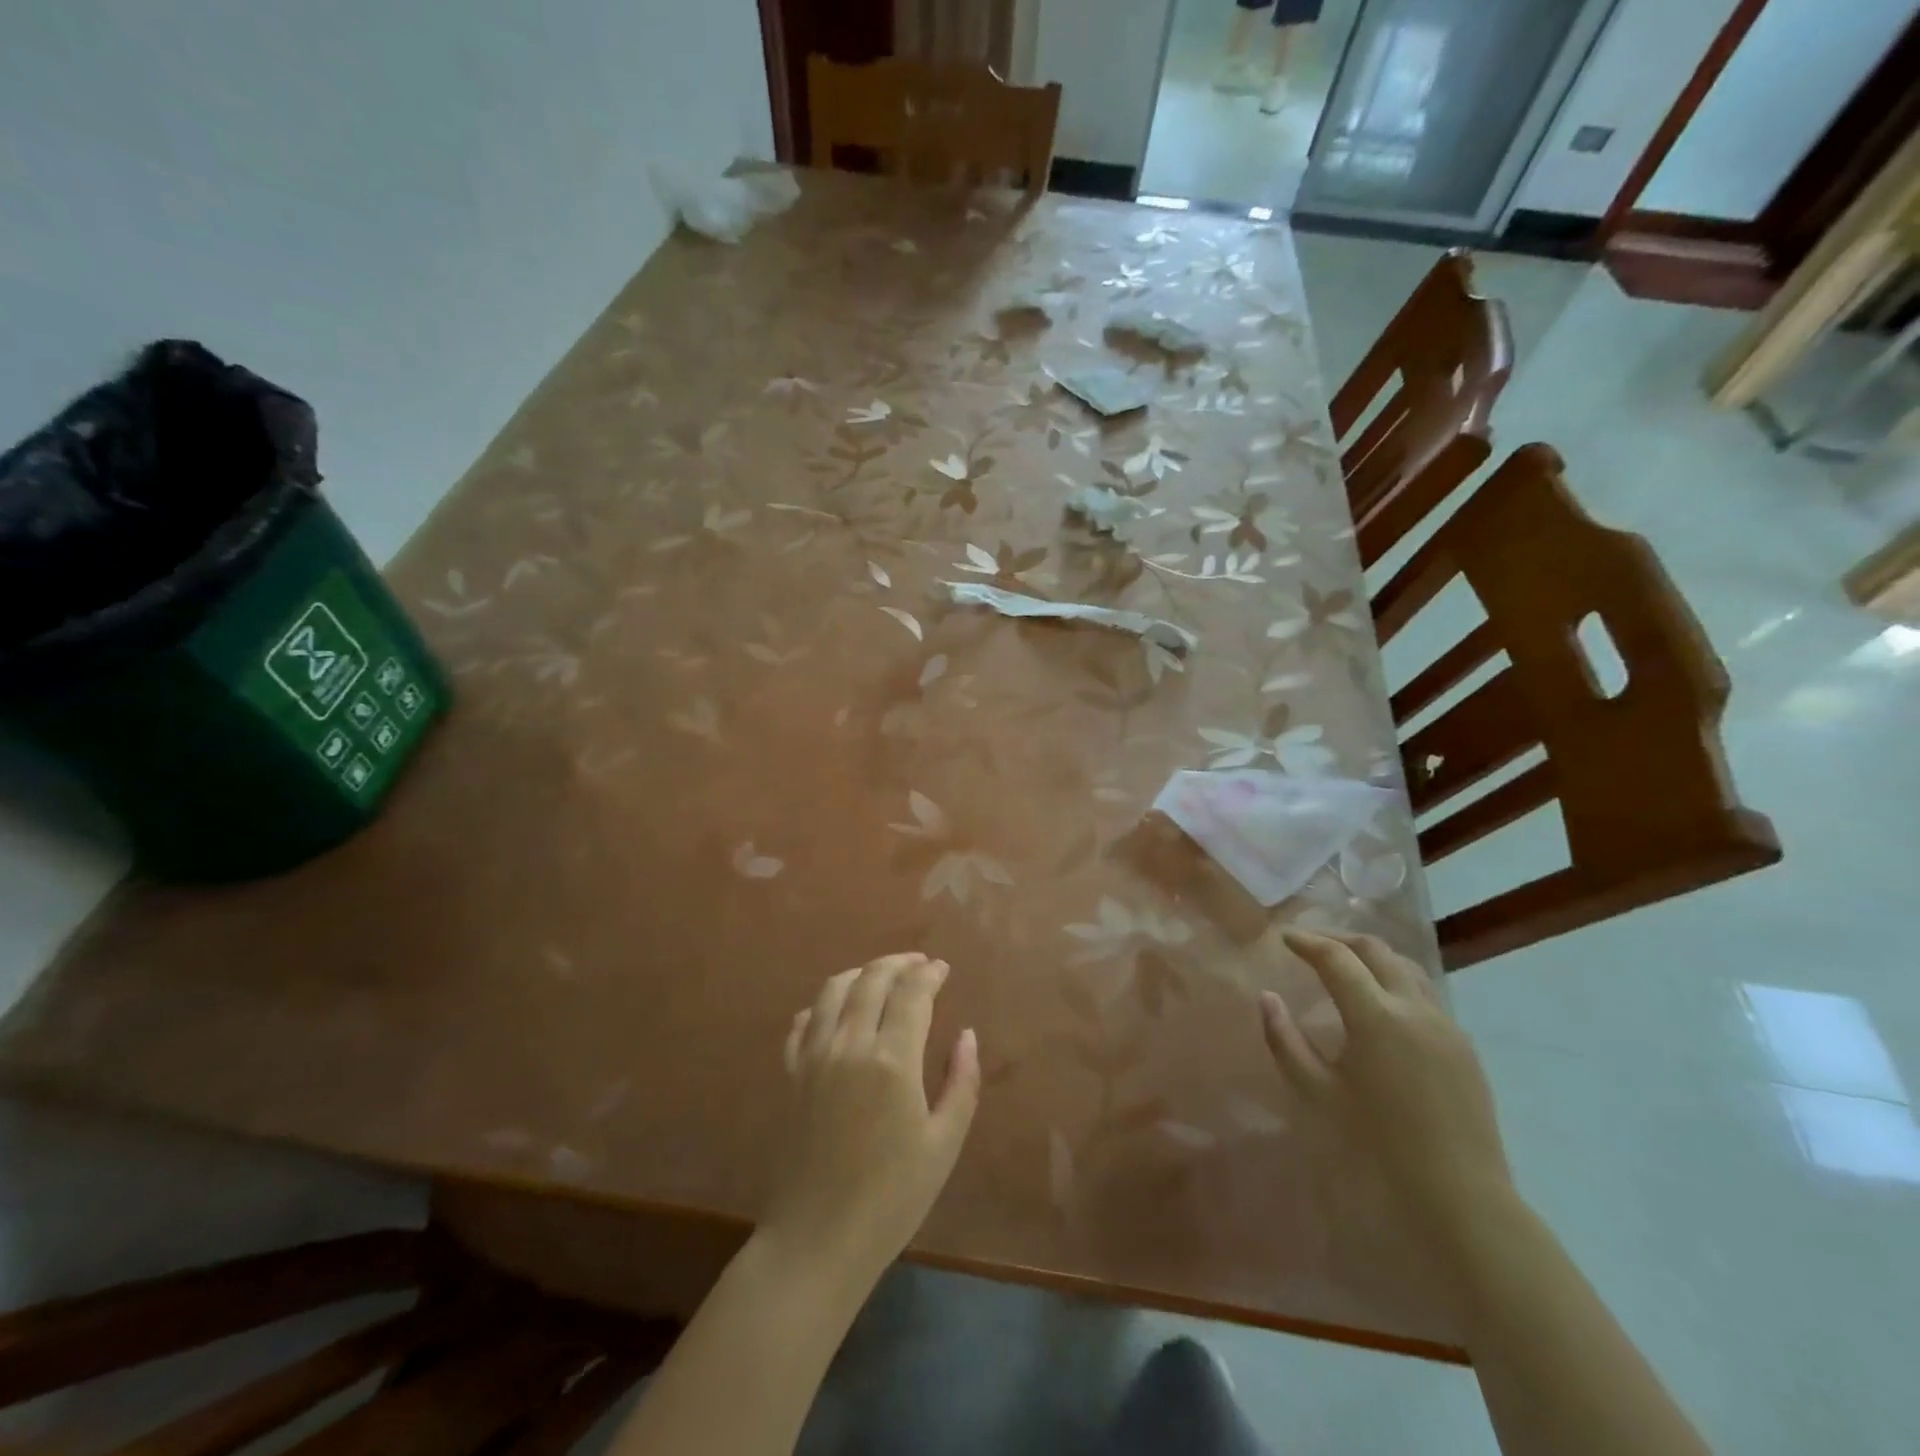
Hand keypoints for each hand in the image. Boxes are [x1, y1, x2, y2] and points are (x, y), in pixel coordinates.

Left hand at [762, 954, 979, 1284]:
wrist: (816, 1240)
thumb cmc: (892, 1198)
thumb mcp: (943, 1144)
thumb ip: (961, 1082)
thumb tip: (967, 1035)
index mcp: (892, 1060)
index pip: (911, 992)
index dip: (929, 974)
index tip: (943, 969)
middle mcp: (849, 1044)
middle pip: (871, 979)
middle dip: (898, 963)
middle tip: (918, 963)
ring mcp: (813, 1057)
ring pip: (832, 991)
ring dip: (860, 973)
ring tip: (880, 975)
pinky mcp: (790, 1076)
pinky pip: (802, 1023)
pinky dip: (821, 1005)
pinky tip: (833, 1011)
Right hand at [1261, 930, 1512, 1245]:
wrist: (1460, 1192)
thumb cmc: (1378, 1142)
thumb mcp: (1317, 1092)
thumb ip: (1284, 1040)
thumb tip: (1267, 997)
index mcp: (1376, 1017)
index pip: (1336, 958)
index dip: (1306, 941)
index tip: (1283, 937)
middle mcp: (1414, 1007)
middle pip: (1374, 949)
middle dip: (1338, 938)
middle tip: (1309, 943)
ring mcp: (1445, 1023)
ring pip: (1405, 965)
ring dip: (1370, 955)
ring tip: (1344, 963)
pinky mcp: (1463, 1043)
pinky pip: (1424, 993)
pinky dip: (1394, 979)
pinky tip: (1380, 1001)